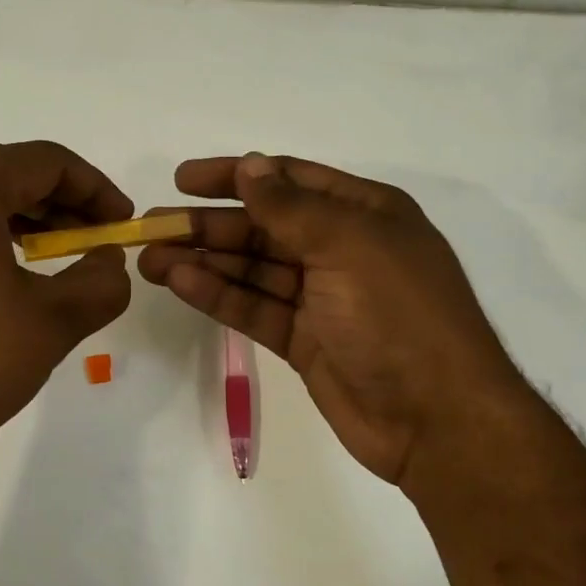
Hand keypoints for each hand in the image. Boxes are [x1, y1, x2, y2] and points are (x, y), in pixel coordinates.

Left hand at [0, 141, 133, 505]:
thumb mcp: (54, 321)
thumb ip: (101, 280)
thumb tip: (108, 260)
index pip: (43, 161)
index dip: (94, 187)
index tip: (120, 222)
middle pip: (0, 174)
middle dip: (56, 204)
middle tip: (90, 241)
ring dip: (14, 221)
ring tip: (47, 259)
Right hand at [138, 153, 529, 489]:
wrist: (436, 419)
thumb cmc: (398, 315)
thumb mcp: (347, 245)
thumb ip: (291, 207)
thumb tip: (249, 166)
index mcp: (364, 214)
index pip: (289, 181)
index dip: (236, 175)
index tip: (184, 179)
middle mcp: (341, 249)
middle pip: (263, 227)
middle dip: (209, 224)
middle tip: (153, 225)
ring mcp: (322, 297)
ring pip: (253, 269)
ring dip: (204, 260)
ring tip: (150, 258)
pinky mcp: (305, 340)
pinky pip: (255, 308)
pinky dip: (219, 295)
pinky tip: (180, 283)